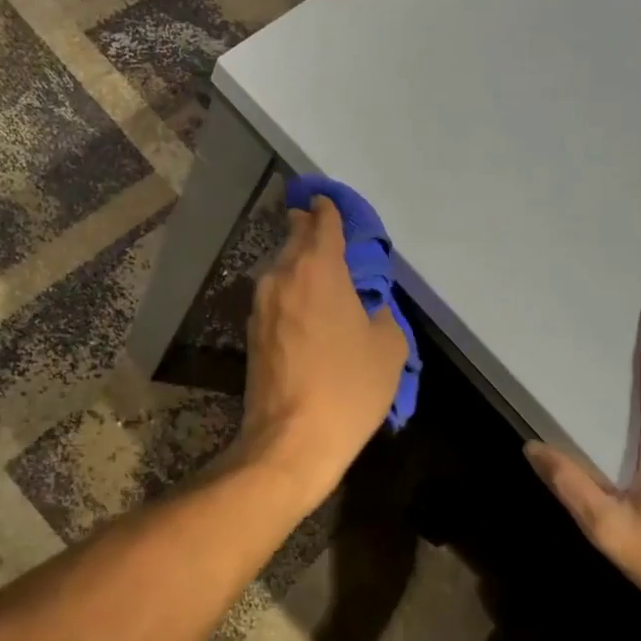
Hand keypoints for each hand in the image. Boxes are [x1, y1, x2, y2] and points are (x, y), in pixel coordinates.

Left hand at [237, 196, 407, 502]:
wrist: (291, 439)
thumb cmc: (348, 388)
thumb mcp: (388, 348)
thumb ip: (380, 314)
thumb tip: (366, 309)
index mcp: (318, 269)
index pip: (322, 223)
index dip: (327, 209)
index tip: (327, 201)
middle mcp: (283, 276)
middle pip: (294, 239)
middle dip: (307, 228)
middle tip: (320, 225)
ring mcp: (261, 304)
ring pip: (281, 268)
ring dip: (297, 261)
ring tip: (317, 267)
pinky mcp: (251, 332)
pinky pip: (275, 296)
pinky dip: (290, 290)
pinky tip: (304, 306)